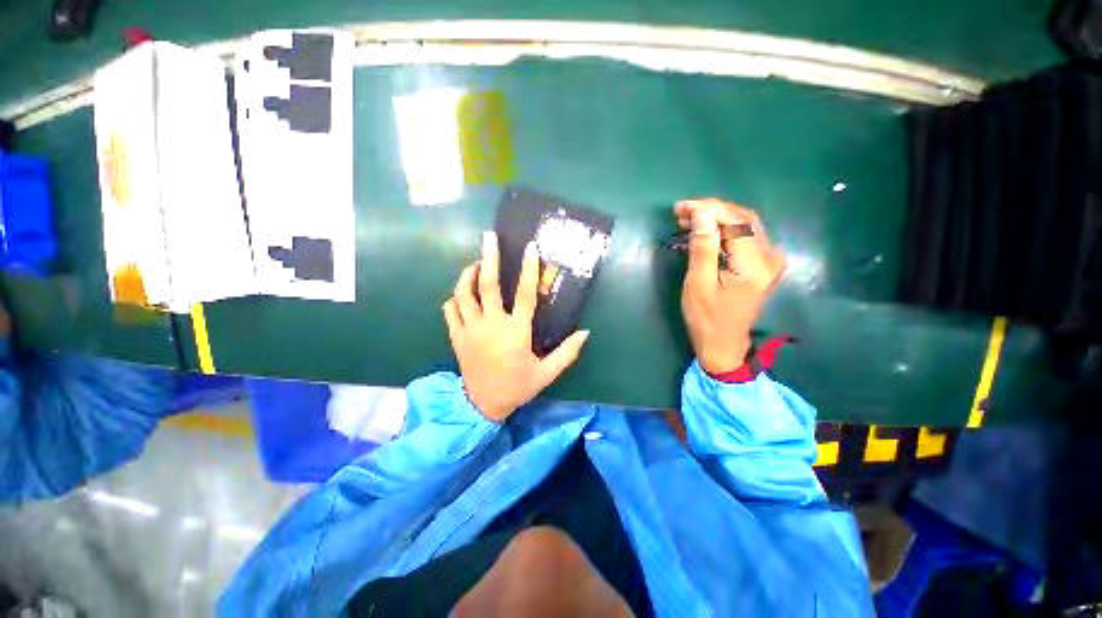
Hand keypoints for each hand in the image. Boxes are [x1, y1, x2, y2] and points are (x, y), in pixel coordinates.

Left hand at [443, 232, 590, 421]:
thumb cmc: (517, 387)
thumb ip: (567, 353)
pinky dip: (455, 298)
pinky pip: (450, 310)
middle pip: (488, 285)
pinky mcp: (456, 337)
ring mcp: (470, 330)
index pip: (525, 294)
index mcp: (515, 332)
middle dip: (489, 258)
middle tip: (489, 237)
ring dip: (468, 274)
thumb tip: (585, 332)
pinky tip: (462, 294)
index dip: (529, 270)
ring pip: (463, 294)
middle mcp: (491, 326)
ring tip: (476, 263)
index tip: (530, 248)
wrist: (482, 406)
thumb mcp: (546, 373)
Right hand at [676, 199, 785, 373]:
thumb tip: (701, 214)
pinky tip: (704, 232)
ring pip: (744, 224)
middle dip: (711, 210)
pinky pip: (744, 236)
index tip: (681, 207)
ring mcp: (770, 260)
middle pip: (743, 218)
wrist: (723, 344)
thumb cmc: (706, 319)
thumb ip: (703, 247)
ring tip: (687, 220)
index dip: (708, 208)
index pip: (735, 221)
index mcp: (755, 265)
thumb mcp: (698, 284)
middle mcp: (770, 257)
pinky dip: (723, 230)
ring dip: (716, 218)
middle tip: (681, 212)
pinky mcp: (763, 264)